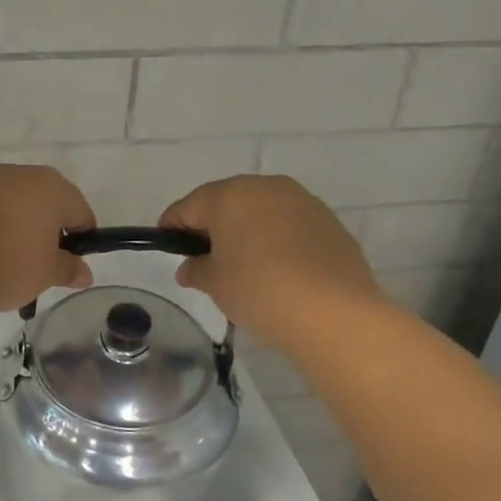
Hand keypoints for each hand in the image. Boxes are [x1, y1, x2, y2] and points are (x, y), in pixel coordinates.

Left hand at [0, 164, 94, 312]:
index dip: (81, 240)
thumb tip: (83, 272)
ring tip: (10, 261)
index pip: (80, 212)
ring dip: (20, 226)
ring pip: (15, 203)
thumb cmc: (8, 266)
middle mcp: (19, 174)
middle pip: (47, 202)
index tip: (71, 265)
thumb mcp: (46, 273)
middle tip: (42, 263)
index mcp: (50, 186)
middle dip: (49, 229)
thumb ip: (69, 268)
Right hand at [160, 175, 385, 343]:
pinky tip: (276, 268)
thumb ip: (196, 269)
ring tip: (241, 263)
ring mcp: (301, 201)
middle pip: (226, 201)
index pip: (188, 206)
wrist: (334, 312)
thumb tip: (190, 267)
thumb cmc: (260, 290)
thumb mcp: (215, 284)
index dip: (172, 226)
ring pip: (260, 210)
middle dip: (211, 225)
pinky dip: (275, 238)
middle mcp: (265, 187)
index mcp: (229, 195)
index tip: (165, 245)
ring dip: (246, 229)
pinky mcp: (328, 221)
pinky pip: (288, 224)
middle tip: (202, 256)